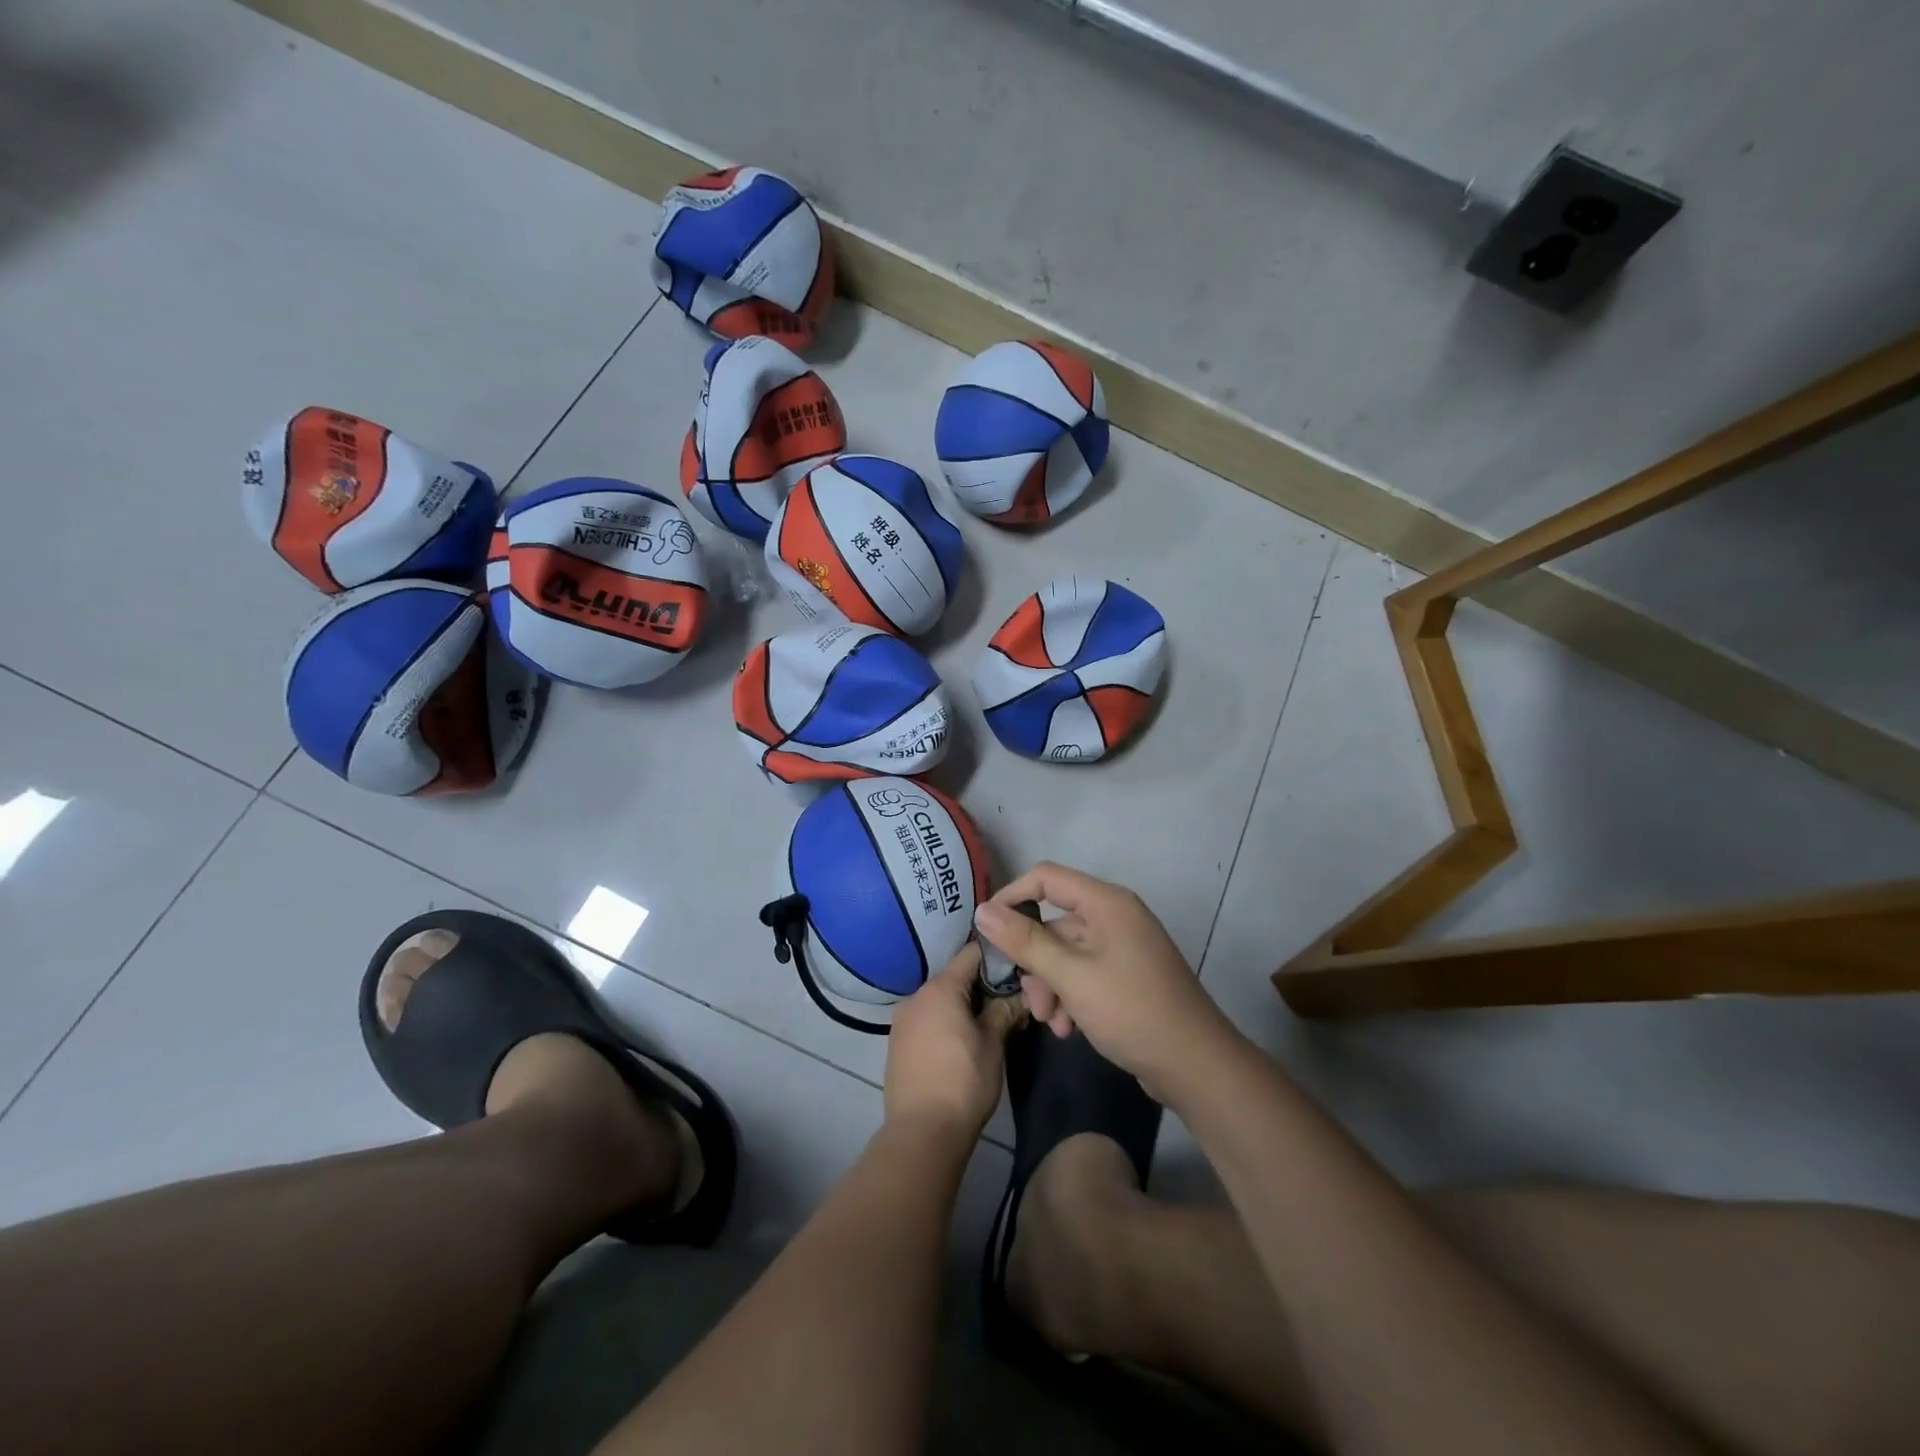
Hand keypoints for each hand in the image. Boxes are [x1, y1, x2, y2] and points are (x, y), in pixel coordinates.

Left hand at [883, 943, 1022, 1144]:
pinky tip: (962, 1040)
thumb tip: (1019, 994)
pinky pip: (926, 1019)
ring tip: (989, 1022)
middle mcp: (916, 995)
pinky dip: (945, 1021)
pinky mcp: (897, 1042)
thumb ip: (1004, 1010)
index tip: (1018, 964)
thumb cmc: (964, 1082)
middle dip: (982, 985)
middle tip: (1010, 999)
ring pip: (940, 999)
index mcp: (940, 988)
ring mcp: (902, 1020)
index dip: (997, 955)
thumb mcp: (993, 1044)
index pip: (971, 953)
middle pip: (955, 976)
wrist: (922, 1132)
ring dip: (962, 1005)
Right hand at [974, 863, 1235, 1096]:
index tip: (986, 930)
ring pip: (1066, 954)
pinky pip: (1084, 974)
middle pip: (1055, 924)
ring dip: (1051, 987)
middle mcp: (1115, 917)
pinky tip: (1069, 1030)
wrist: (1195, 1065)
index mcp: (1107, 903)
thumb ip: (1025, 941)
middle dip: (1035, 963)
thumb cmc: (1131, 1010)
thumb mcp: (1071, 976)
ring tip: (1052, 1024)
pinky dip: (1071, 997)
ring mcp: (1123, 947)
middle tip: (1030, 1004)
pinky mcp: (1127, 976)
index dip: (1012, 896)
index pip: (1046, 878)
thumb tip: (983, 910)